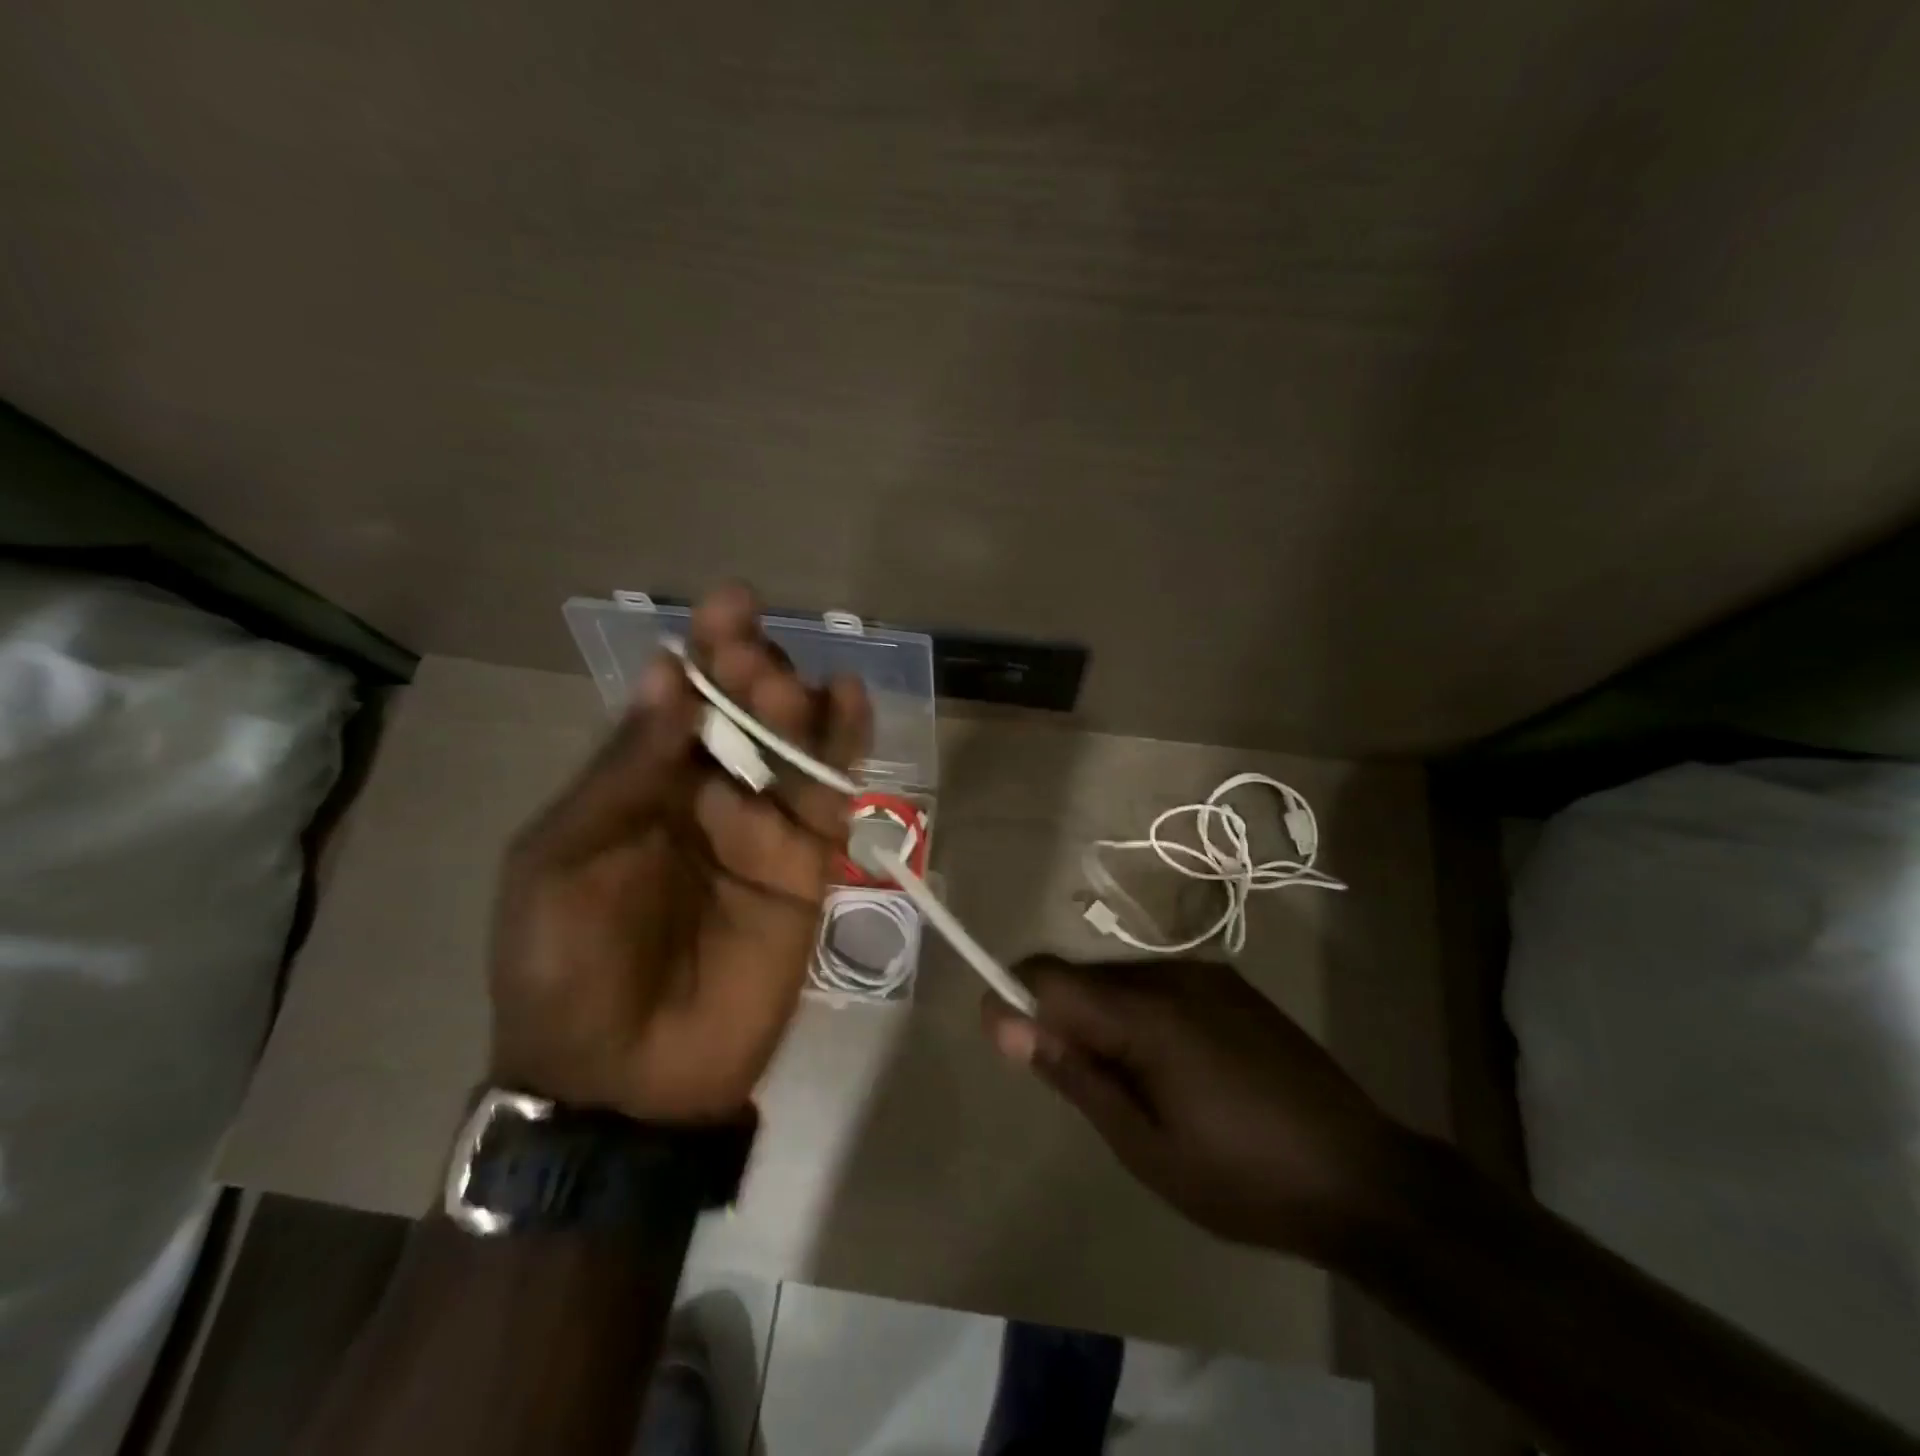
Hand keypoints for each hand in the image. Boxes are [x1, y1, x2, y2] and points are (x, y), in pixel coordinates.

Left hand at [489, 584, 869, 1122]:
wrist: (626, 1080)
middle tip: (756, 659)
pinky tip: (851, 704)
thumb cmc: (569, 967)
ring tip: (794, 685)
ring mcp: (762, 831)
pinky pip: (829, 800)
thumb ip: (625, 772)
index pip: (679, 702)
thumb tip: (663, 674)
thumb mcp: (566, 859)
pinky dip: (844, 752)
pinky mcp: (807, 867)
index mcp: (640, 787)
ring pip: (792, 748)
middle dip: (752, 675)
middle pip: (743, 717)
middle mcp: (706, 796)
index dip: (704, 652)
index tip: (731, 604)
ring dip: (798, 707)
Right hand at [981, 957, 1401, 1260]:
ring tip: (1136, 1089)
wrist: (1363, 1177)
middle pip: (1083, 976)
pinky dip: (1141, 1017)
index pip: (1048, 975)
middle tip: (1083, 1089)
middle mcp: (1171, 974)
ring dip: (1104, 1020)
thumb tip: (1007, 1024)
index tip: (1006, 1043)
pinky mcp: (1231, 985)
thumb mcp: (1144, 1145)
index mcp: (1146, 1012)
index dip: (1014, 999)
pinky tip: (1176, 1071)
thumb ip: (1074, 1073)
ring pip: (1120, 981)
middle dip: (1062, 1019)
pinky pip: (1159, 986)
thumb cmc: (1242, 1177)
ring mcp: (1206, 974)